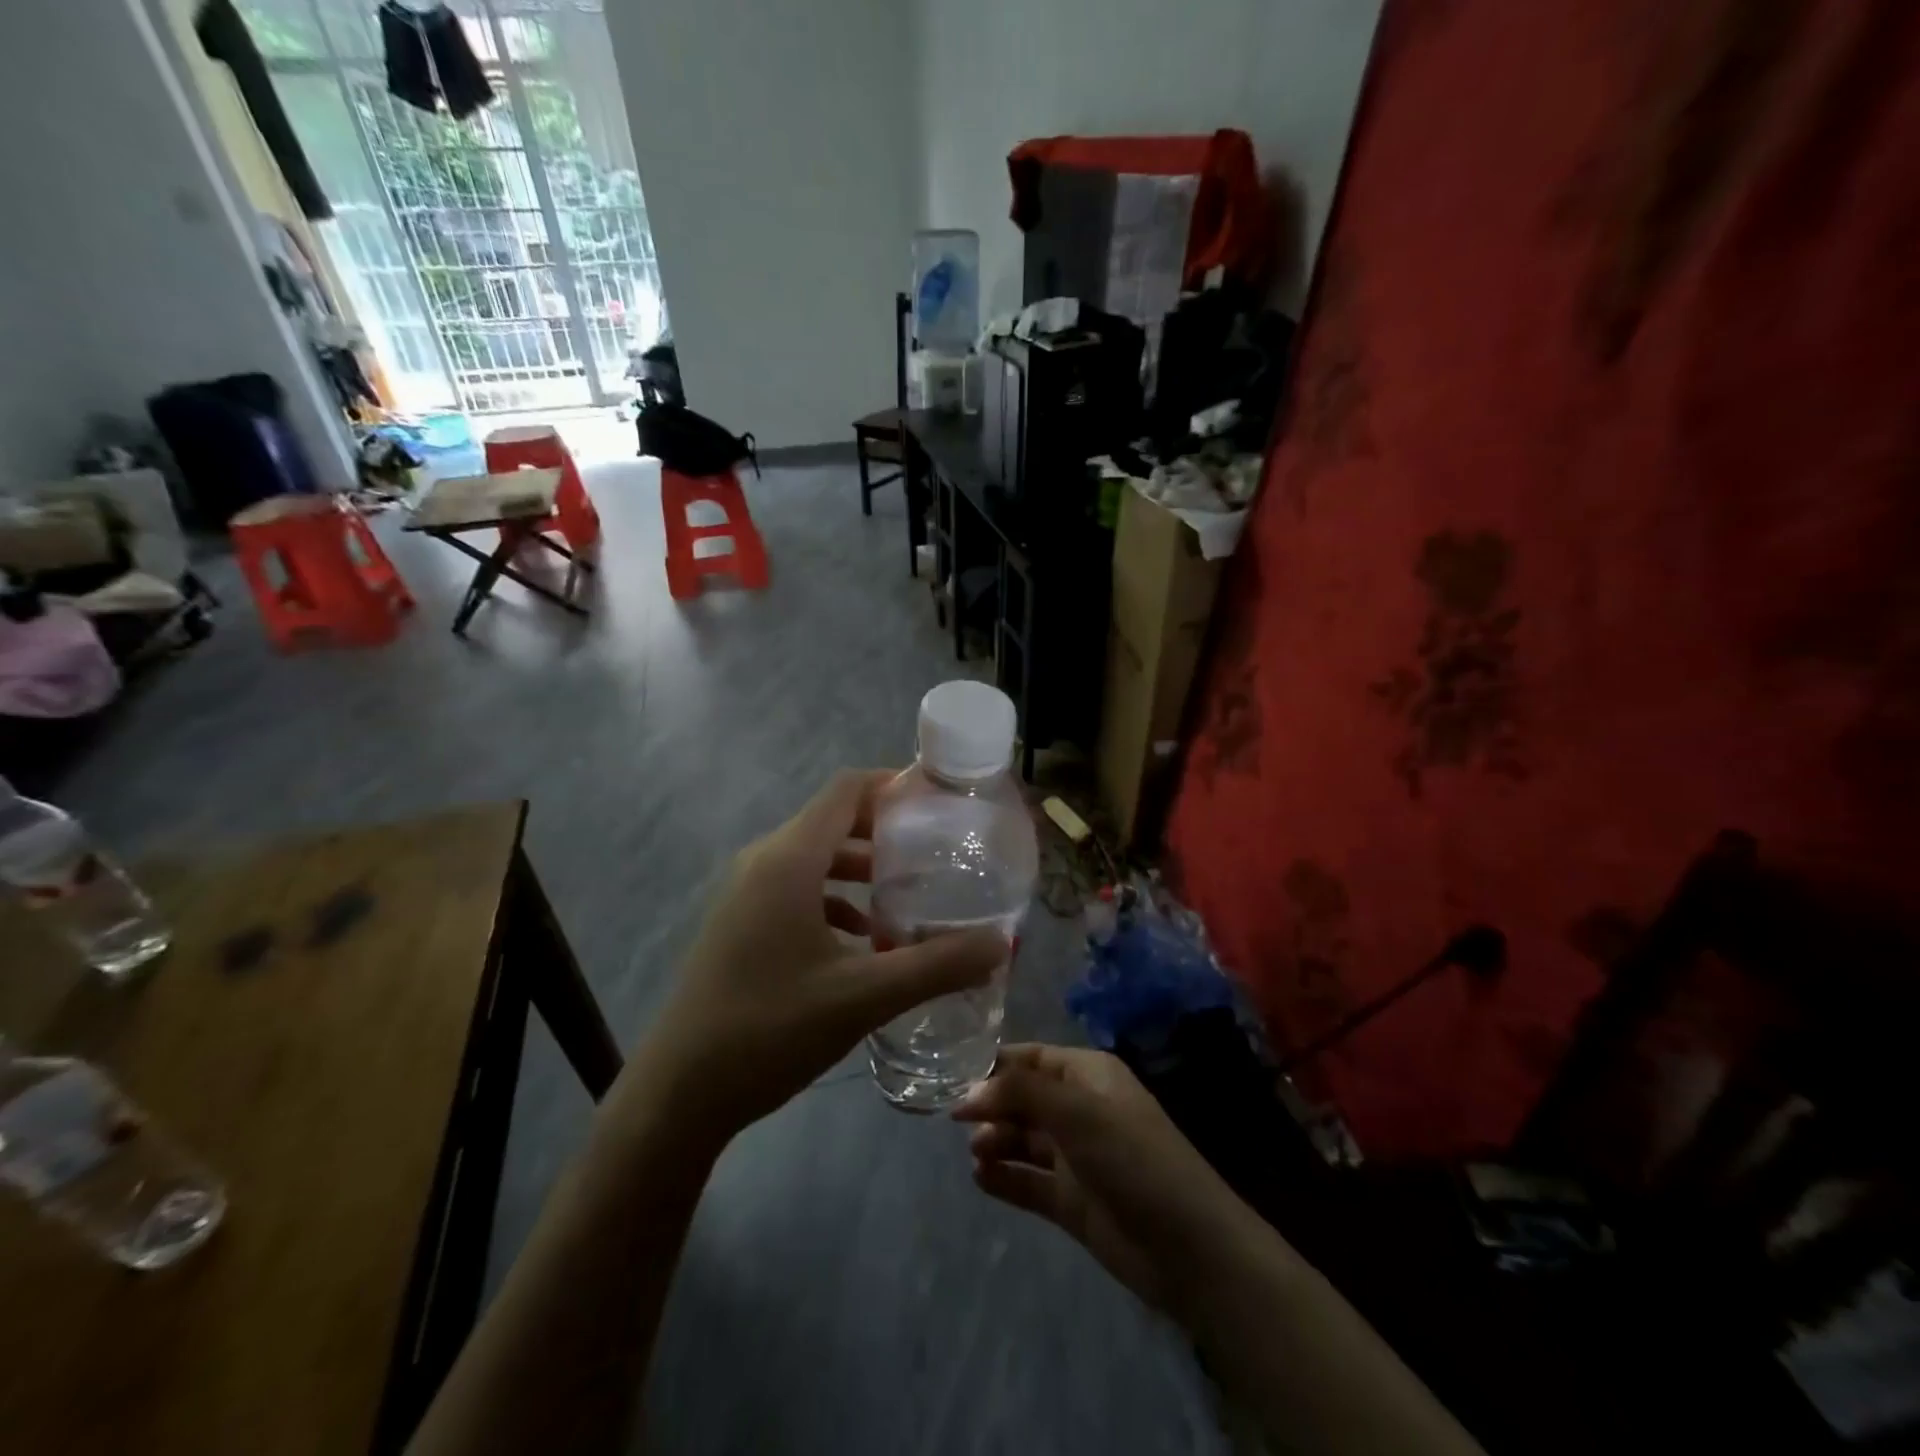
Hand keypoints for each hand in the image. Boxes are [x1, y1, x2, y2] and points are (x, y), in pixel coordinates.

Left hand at [634, 770, 1005, 1143]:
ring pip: (816, 858)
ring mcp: (747, 893)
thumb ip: (936, 966)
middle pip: (834, 821)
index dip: (894, 785)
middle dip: (887, 831)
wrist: (679, 1093)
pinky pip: (798, 889)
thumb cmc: (769, 1029)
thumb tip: (1000, 944)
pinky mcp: (741, 923)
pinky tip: (866, 940)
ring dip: (863, 869)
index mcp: (789, 859)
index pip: (847, 790)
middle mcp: (764, 862)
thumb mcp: (863, 996)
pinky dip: (836, 899)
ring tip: (911, 896)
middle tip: (939, 852)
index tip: (941, 803)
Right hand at [953, 1044, 1247, 1311]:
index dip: (996, 1066)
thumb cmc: (1133, 1158)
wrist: (1189, 1248)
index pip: (1033, 1057)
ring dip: (996, 1141)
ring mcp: (1077, 1157)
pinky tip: (981, 1179)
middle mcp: (1081, 1109)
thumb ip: (1020, 1093)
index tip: (954, 1079)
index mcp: (1089, 1076)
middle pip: (1024, 1097)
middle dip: (992, 1105)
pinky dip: (1005, 1178)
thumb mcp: (1077, 1112)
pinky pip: (1029, 1181)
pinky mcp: (1073, 1201)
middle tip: (956, 1122)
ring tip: (976, 1153)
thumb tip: (968, 1094)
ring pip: (1024, 1139)